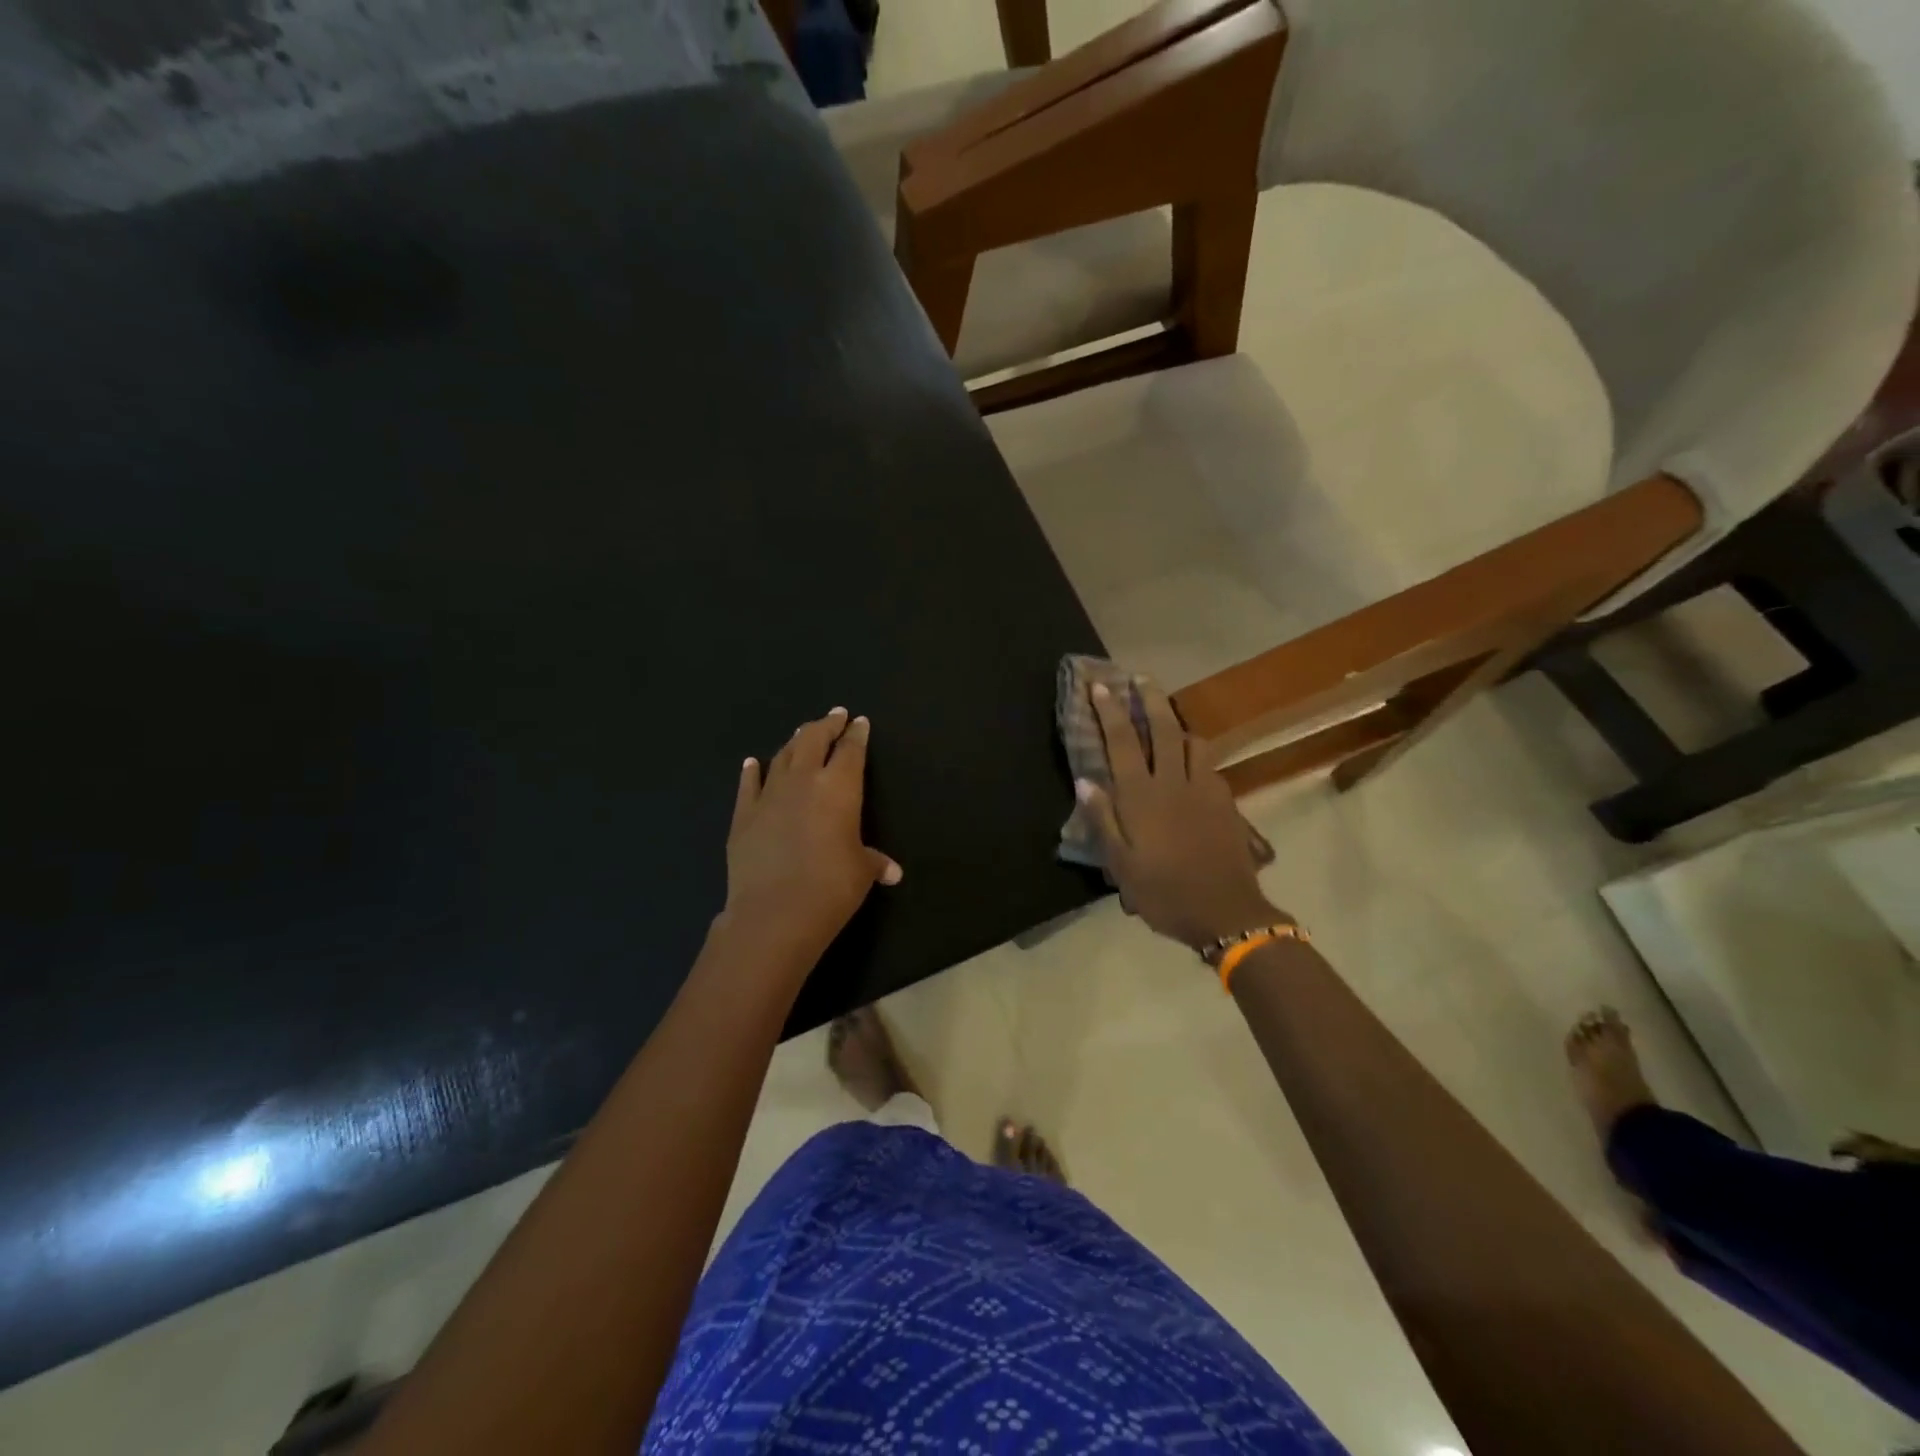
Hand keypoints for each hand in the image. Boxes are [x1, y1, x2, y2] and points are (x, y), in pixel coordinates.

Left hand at [719, 707, 901, 967]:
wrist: (774, 913)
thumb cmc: (831, 888)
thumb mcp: (861, 872)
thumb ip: (875, 862)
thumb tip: (892, 872)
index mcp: (839, 788)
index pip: (851, 750)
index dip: (856, 734)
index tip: (859, 722)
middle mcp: (804, 781)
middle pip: (814, 739)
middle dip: (826, 725)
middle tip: (834, 715)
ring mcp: (769, 795)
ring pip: (783, 755)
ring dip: (794, 741)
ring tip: (802, 732)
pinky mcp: (743, 815)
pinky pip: (749, 784)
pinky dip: (752, 770)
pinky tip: (753, 763)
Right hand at [1077, 681, 1283, 950]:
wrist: (1225, 912)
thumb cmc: (1163, 892)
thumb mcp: (1121, 864)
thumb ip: (1103, 819)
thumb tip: (1085, 780)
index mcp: (1141, 797)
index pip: (1122, 741)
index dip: (1110, 711)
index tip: (1101, 686)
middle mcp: (1173, 782)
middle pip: (1163, 728)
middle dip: (1150, 699)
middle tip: (1140, 678)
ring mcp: (1204, 789)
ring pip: (1193, 742)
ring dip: (1178, 724)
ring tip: (1167, 718)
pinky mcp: (1225, 802)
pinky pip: (1210, 765)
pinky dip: (1197, 754)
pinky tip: (1193, 763)